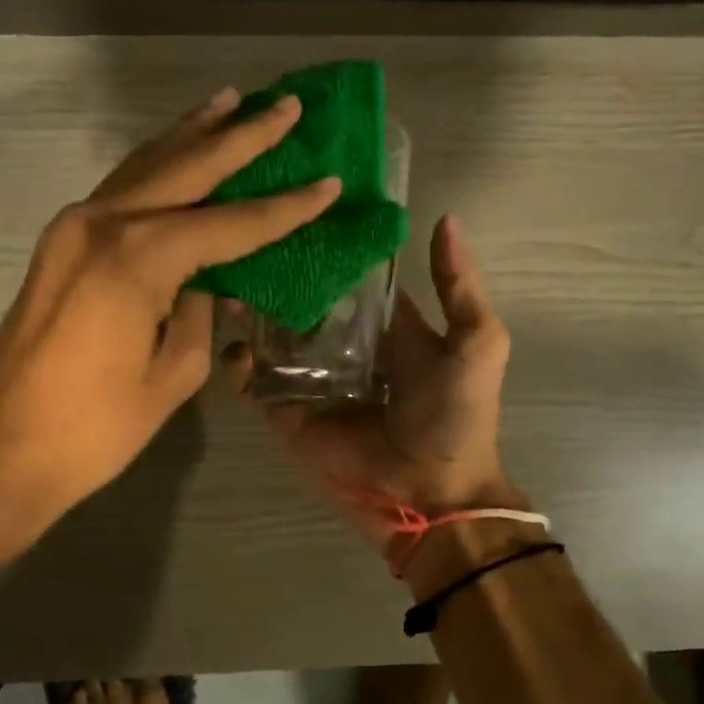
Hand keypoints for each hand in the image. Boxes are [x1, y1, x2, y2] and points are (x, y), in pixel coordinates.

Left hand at [0, 88, 340, 531]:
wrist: (0, 449)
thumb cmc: (95, 427)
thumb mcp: (172, 373)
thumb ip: (202, 313)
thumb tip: (215, 281)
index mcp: (139, 258)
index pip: (231, 223)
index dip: (285, 208)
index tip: (329, 183)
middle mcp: (104, 223)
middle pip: (186, 167)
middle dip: (240, 136)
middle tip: (285, 105)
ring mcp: (73, 226)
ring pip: (146, 165)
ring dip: (191, 133)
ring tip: (230, 102)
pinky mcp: (59, 241)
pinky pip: (119, 188)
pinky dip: (154, 163)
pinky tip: (175, 151)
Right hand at [224, 214, 515, 557]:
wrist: (430, 493)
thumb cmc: (456, 414)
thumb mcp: (476, 341)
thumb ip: (458, 284)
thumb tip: (445, 217)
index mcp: (384, 326)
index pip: (349, 278)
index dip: (329, 248)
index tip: (298, 210)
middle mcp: (341, 345)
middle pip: (301, 301)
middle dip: (278, 275)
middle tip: (247, 243)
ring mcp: (309, 378)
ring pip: (269, 334)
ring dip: (249, 310)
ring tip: (226, 280)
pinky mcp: (284, 410)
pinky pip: (253, 380)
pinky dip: (237, 362)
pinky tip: (233, 341)